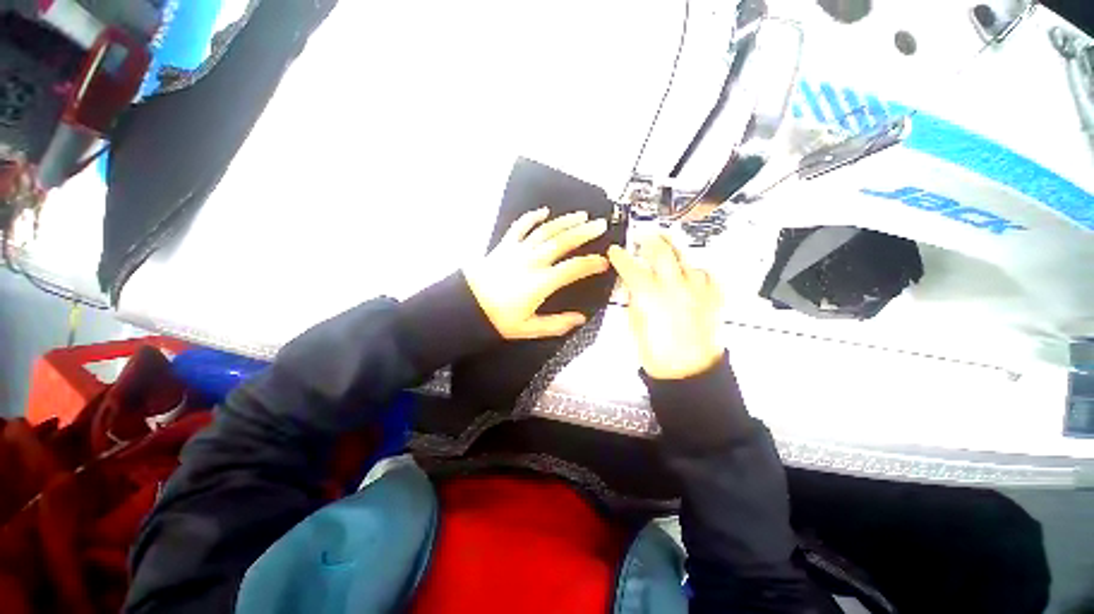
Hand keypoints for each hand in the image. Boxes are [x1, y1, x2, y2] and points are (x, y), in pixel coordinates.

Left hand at [464, 207, 609, 339]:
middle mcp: (532, 262)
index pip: (573, 268)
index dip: (592, 263)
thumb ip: (557, 324)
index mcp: (541, 283)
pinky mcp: (505, 246)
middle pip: (563, 242)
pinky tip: (543, 211)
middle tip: (600, 224)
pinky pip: (520, 227)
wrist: (466, 306)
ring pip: (546, 231)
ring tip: (581, 215)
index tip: (604, 261)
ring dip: (565, 221)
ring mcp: (518, 251)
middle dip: (584, 232)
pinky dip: (532, 217)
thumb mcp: (529, 328)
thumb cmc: (497, 318)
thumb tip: (580, 319)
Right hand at [608, 235, 723, 379]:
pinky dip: (697, 270)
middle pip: (662, 251)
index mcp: (650, 296)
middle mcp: (674, 287)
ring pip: (687, 259)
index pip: (630, 266)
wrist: (689, 373)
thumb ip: (634, 301)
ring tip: (668, 250)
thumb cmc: (658, 356)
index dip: (620, 256)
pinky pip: (708, 275)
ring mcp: (697, 291)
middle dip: (651, 240)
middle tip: (645, 237)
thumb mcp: (635, 326)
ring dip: (674, 252)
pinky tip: (692, 273)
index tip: (616, 251)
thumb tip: (633, 286)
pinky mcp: (713, 299)